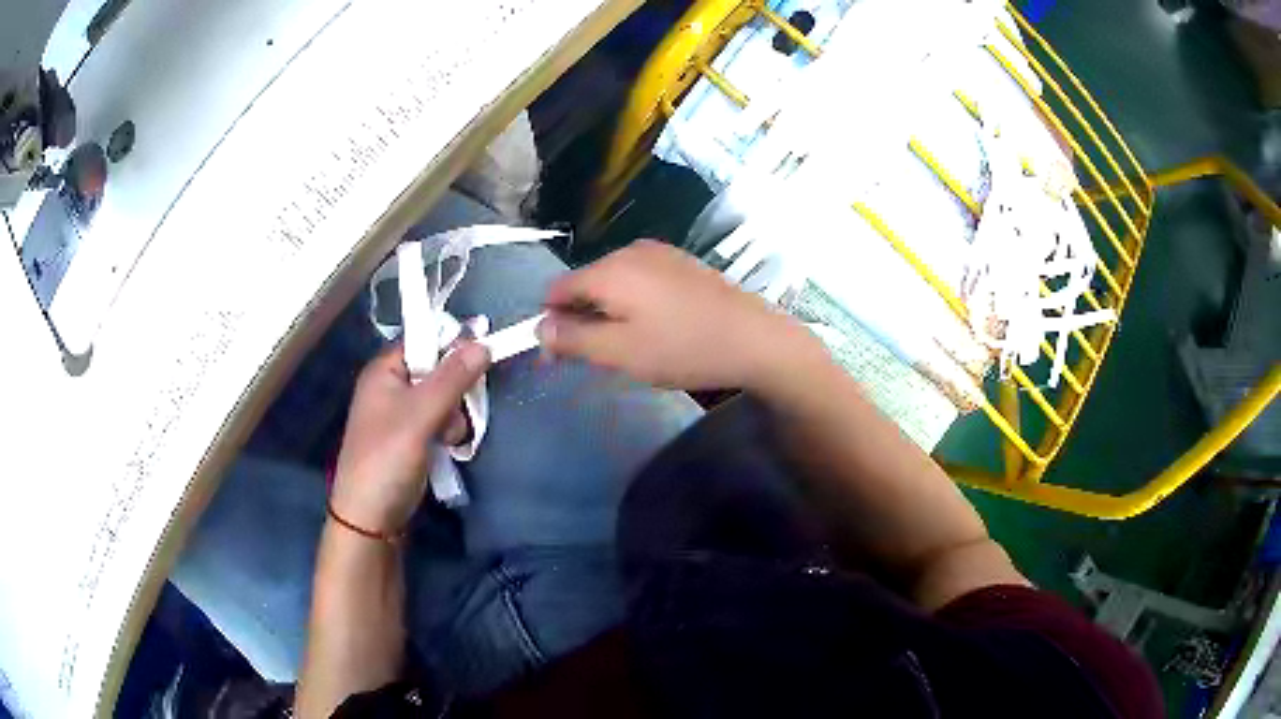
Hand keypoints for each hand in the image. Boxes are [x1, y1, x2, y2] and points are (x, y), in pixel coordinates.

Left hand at [330, 342, 489, 535]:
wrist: (370, 518)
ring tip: (448, 439)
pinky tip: (448, 448)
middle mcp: (391, 386)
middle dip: (455, 389)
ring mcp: (400, 414)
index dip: (452, 343)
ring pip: (442, 398)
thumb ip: (451, 379)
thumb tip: (484, 342)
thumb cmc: (387, 460)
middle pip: (436, 369)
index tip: (482, 354)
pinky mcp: (410, 438)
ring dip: (454, 416)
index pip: (423, 339)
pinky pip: (438, 421)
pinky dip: (448, 432)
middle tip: (457, 410)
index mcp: (384, 371)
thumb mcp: (419, 416)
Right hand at [537, 240, 818, 391]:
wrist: (755, 338)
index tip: (560, 358)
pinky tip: (657, 327)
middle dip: (580, 318)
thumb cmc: (684, 348)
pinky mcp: (682, 262)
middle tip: (597, 358)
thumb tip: (539, 328)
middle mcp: (630, 251)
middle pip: (585, 283)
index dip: (551, 323)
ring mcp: (660, 253)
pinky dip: (633, 303)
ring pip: (614, 282)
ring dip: (607, 312)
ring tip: (629, 346)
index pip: (556, 290)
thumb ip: (573, 339)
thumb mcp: (620, 352)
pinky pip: (640, 280)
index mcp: (609, 269)